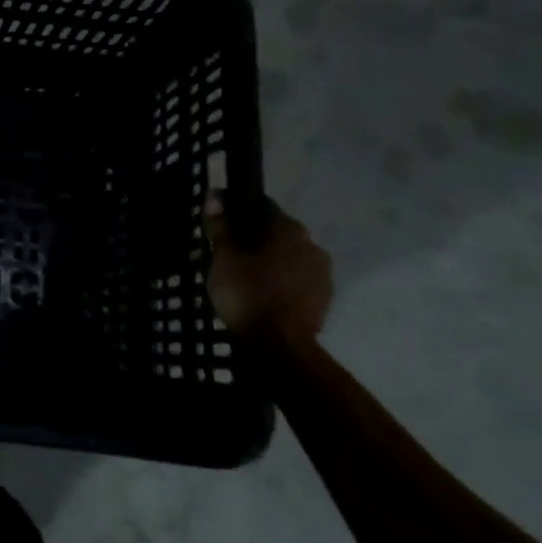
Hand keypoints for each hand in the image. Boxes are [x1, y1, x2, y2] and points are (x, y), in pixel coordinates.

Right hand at [205, 194, 332, 340]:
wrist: (282, 347)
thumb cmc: (247, 293)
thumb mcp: (223, 257)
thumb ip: (220, 226)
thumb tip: (216, 195)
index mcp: (287, 227)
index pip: (259, 206)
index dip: (237, 213)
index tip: (220, 226)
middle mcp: (311, 243)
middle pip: (276, 232)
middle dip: (255, 239)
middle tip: (230, 255)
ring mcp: (323, 273)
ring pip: (289, 257)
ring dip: (271, 262)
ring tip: (247, 278)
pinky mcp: (325, 299)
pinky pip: (299, 280)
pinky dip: (283, 282)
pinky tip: (265, 295)